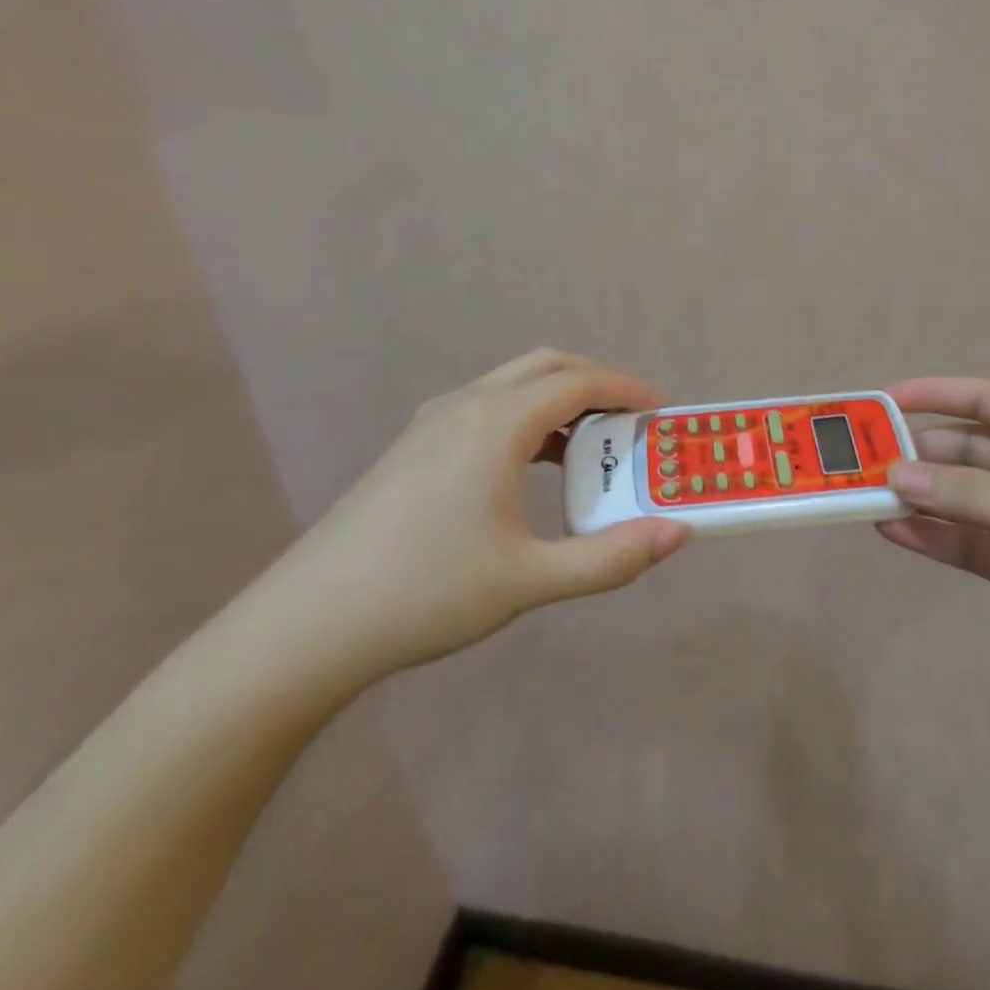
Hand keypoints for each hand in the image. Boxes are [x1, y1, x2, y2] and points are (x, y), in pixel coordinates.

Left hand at [264, 350, 690, 682]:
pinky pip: (486, 407)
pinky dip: (526, 417)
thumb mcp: (530, 579)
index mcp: (497, 423)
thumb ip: (611, 558)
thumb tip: (679, 535)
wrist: (310, 624)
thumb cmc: (427, 593)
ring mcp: (432, 422)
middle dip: (596, 383)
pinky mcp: (413, 444)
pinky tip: (529, 467)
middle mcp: (466, 405)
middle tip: (630, 422)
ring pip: (512, 384)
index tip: (661, 412)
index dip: (627, 389)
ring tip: (589, 446)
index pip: (579, 382)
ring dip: (559, 400)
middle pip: (547, 366)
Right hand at [880, 379, 989, 703]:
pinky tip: (896, 534)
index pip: (982, 401)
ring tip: (862, 499)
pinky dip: (936, 540)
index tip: (881, 399)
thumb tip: (895, 475)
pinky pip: (974, 547)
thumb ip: (972, 494)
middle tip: (858, 462)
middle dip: (915, 456)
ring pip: (962, 503)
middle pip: (963, 453)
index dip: (933, 395)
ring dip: (918, 501)